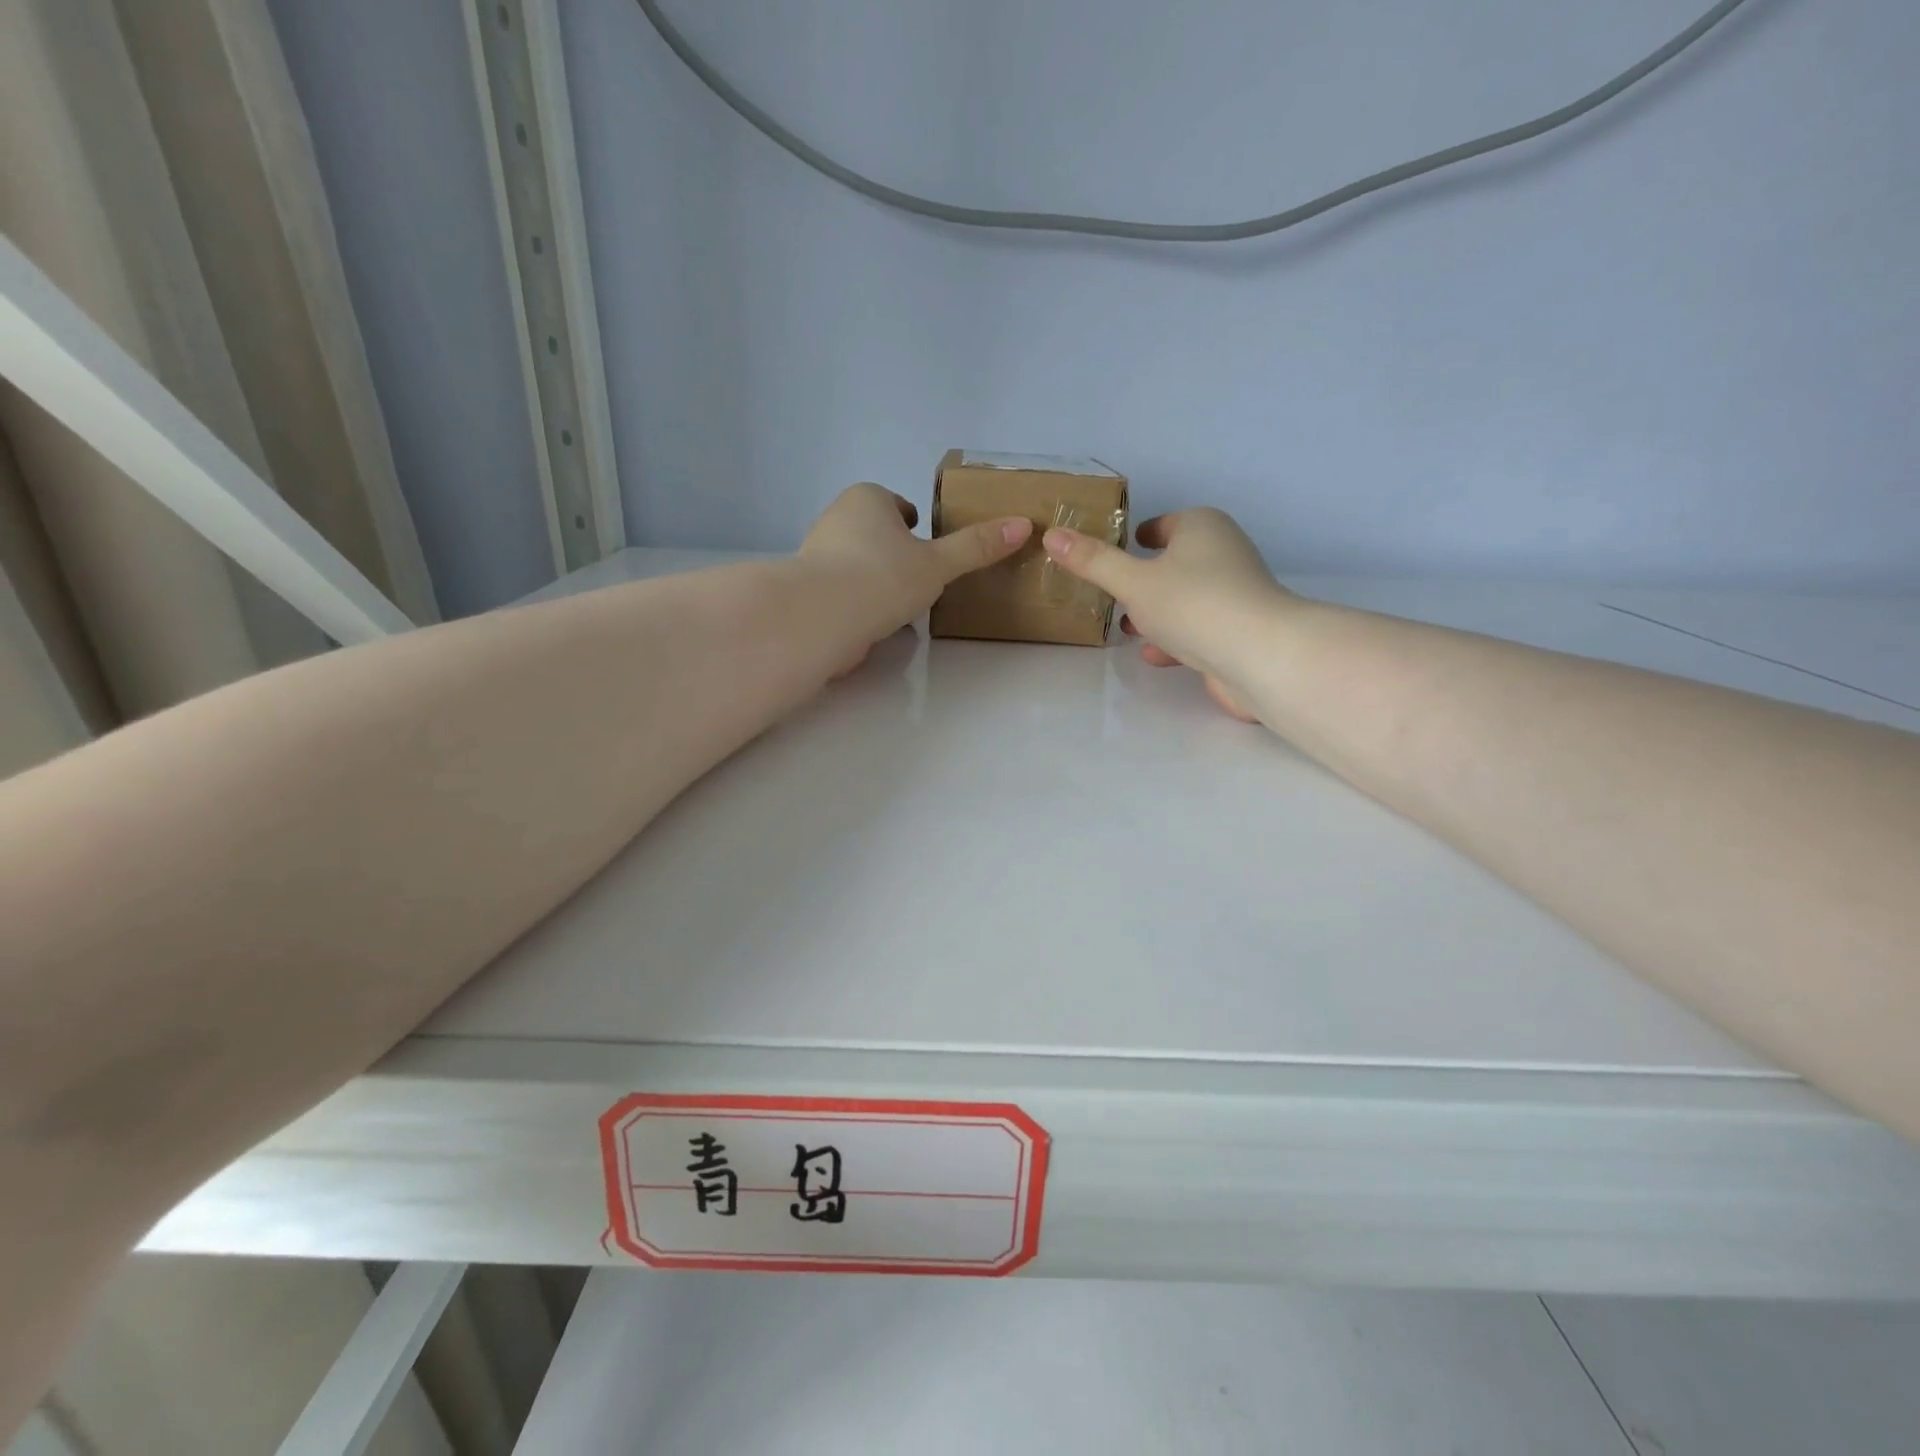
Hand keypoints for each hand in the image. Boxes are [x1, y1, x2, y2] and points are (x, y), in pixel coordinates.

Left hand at [800, 483, 1031, 667]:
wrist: (820, 617)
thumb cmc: (883, 577)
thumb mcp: (939, 563)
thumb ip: (976, 547)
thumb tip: (1023, 525)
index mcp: (867, 499)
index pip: (896, 505)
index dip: (914, 524)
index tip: (928, 547)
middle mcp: (836, 517)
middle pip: (875, 532)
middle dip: (894, 552)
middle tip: (919, 579)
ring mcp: (816, 553)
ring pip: (856, 561)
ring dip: (875, 578)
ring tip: (899, 606)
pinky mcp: (808, 589)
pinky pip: (842, 590)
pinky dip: (857, 601)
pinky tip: (873, 622)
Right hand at [1042, 508, 1290, 721]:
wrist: (1260, 656)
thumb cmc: (1193, 604)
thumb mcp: (1132, 581)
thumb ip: (1093, 561)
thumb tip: (1052, 535)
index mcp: (1202, 528)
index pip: (1164, 524)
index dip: (1137, 537)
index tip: (1112, 553)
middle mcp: (1224, 554)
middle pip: (1174, 563)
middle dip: (1143, 581)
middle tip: (1111, 595)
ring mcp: (1235, 596)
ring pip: (1185, 600)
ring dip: (1156, 614)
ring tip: (1125, 629)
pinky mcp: (1239, 633)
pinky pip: (1197, 630)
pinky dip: (1175, 640)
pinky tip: (1153, 656)